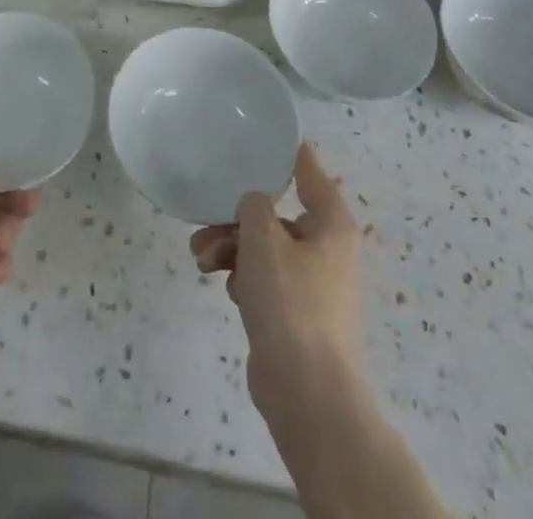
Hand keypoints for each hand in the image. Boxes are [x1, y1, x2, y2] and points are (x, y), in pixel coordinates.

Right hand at [189, 143, 362, 419]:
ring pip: (264, 247)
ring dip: (231, 248)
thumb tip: (254, 203)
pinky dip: (243, 277)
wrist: (306, 393)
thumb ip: (254, 205)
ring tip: (201, 260)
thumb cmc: (290, 302)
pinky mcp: (295, 313)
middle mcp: (326, 246)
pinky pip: (265, 279)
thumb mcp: (264, 238)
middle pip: (275, 214)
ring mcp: (312, 282)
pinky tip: (226, 288)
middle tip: (204, 227)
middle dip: (236, 219)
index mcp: (330, 221)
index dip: (283, 152)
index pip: (307, 170)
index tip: (255, 138)